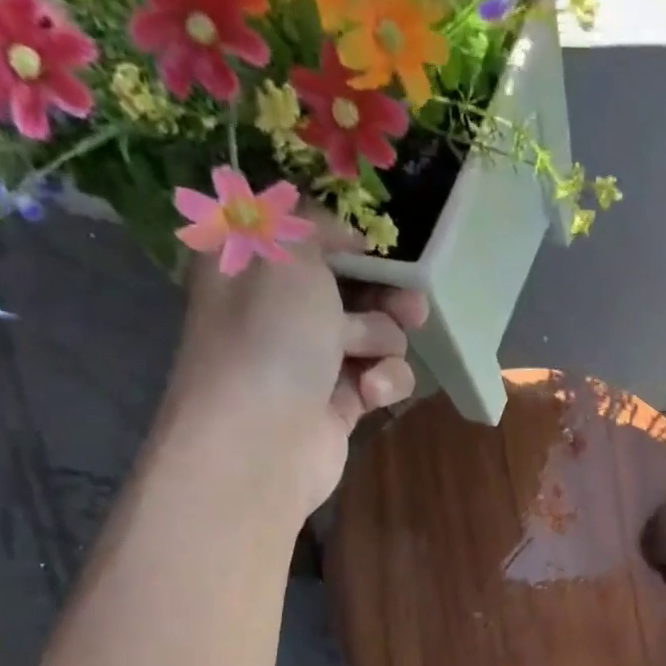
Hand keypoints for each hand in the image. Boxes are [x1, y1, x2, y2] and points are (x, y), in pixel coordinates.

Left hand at [166, 217, 428, 498]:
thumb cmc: (269, 336)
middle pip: (354, 288)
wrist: (262, 440)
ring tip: (368, 357)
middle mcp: (281, 311)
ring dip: (383, 342)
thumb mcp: (286, 253)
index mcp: (254, 265)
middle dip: (387, 295)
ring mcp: (312, 361)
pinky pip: (381, 378)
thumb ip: (315, 225)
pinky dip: (383, 382)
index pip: (309, 239)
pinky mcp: (340, 403)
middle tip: (411, 303)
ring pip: (376, 335)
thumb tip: (345, 236)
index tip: (375, 249)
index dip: (346, 242)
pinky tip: (369, 394)